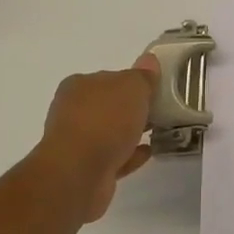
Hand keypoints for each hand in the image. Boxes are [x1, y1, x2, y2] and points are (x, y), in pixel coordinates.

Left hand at [35, 55, 159, 222]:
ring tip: (157, 132)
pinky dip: (129, 154)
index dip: (131, 83)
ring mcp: (77, 142)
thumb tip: (149, 60)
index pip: (109, 78)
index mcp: (79, 85)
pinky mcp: (85, 169)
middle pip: (109, 105)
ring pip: (110, 132)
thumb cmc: (105, 120)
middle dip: (131, 109)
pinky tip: (147, 152)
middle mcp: (73, 111)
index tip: (153, 90)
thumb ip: (143, 75)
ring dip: (131, 132)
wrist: (79, 173)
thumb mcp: (132, 88)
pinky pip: (113, 157)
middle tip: (159, 111)